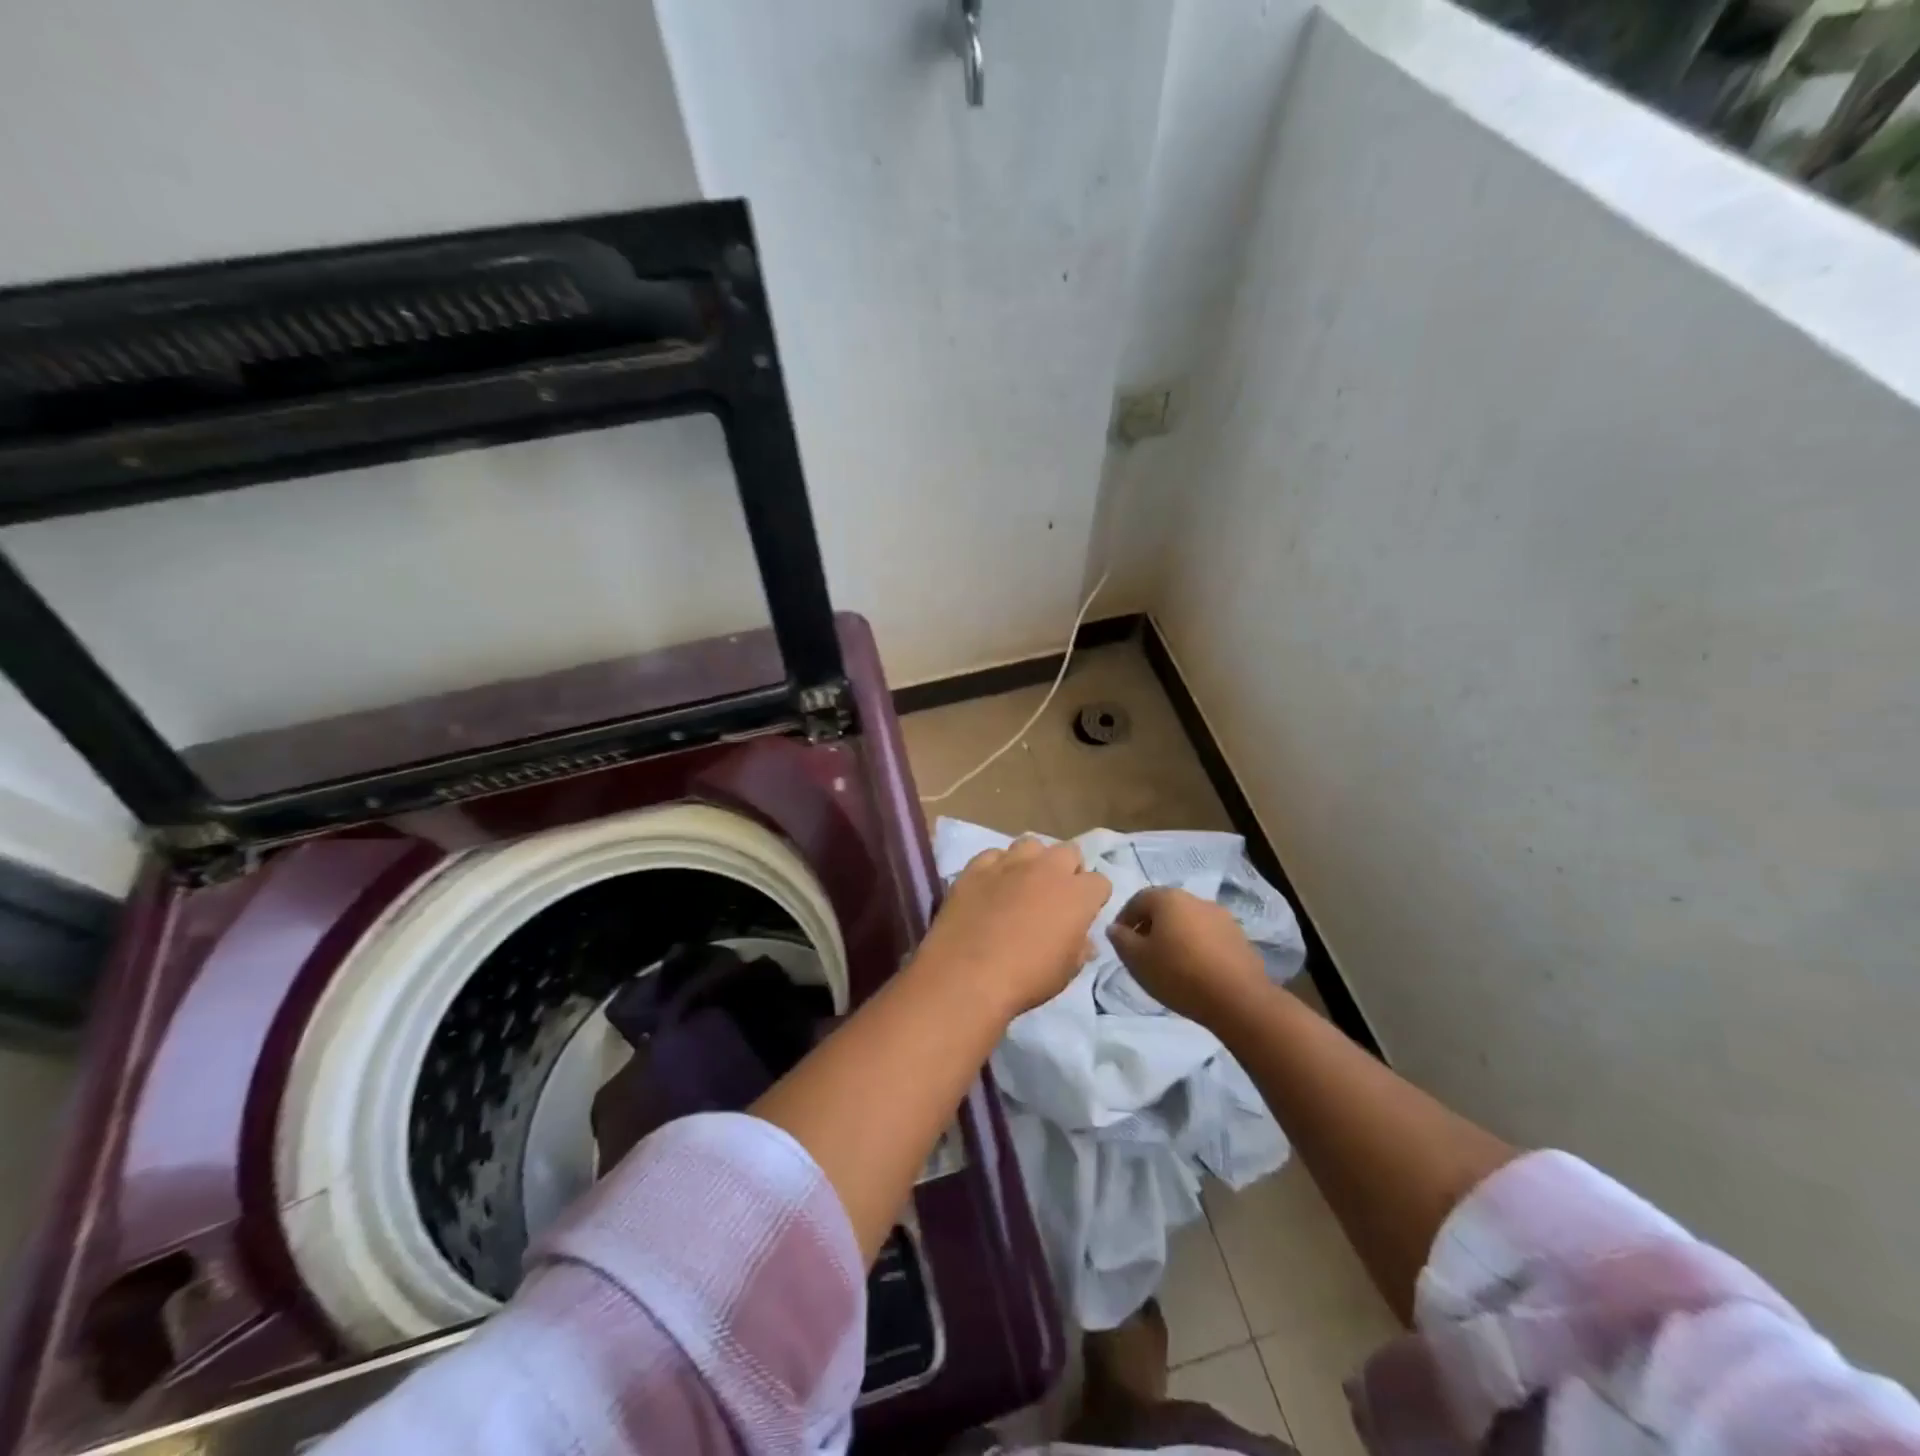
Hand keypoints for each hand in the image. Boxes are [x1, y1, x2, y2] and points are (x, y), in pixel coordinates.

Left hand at [914, 838, 1111, 1015]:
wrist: (967, 975)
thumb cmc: (1026, 979)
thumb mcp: (1066, 972)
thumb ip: (1080, 948)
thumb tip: (1085, 941)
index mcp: (1077, 894)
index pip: (1100, 882)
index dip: (1093, 898)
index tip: (1083, 914)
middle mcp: (1047, 869)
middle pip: (1069, 851)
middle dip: (1068, 869)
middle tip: (1055, 895)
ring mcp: (1009, 863)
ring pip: (1030, 844)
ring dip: (1033, 861)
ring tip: (1022, 884)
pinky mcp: (976, 867)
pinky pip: (993, 855)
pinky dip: (996, 867)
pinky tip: (990, 887)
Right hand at [1107, 887, 1269, 1025]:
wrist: (1238, 999)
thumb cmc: (1178, 974)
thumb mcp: (1136, 960)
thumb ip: (1121, 940)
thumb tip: (1115, 928)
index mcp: (1168, 898)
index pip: (1137, 900)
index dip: (1124, 919)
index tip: (1120, 941)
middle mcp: (1195, 899)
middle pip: (1165, 908)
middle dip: (1150, 926)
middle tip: (1142, 952)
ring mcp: (1221, 917)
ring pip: (1188, 922)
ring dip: (1175, 936)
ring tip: (1169, 963)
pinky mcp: (1239, 937)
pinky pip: (1208, 936)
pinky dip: (1196, 947)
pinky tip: (1195, 970)